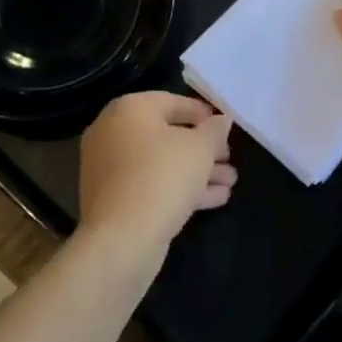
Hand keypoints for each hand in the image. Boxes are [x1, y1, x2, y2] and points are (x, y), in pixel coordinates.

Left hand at [78, 91, 235, 255]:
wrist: (122, 239)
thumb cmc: (163, 177)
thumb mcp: (200, 148)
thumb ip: (214, 130)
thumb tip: (221, 120)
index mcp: (129, 110)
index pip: (171, 101)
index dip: (202, 112)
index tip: (225, 125)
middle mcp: (113, 133)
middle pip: (167, 135)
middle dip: (203, 148)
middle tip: (229, 157)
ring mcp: (110, 169)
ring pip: (161, 163)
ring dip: (197, 171)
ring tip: (231, 181)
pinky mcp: (114, 200)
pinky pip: (152, 185)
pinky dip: (180, 188)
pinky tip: (217, 198)